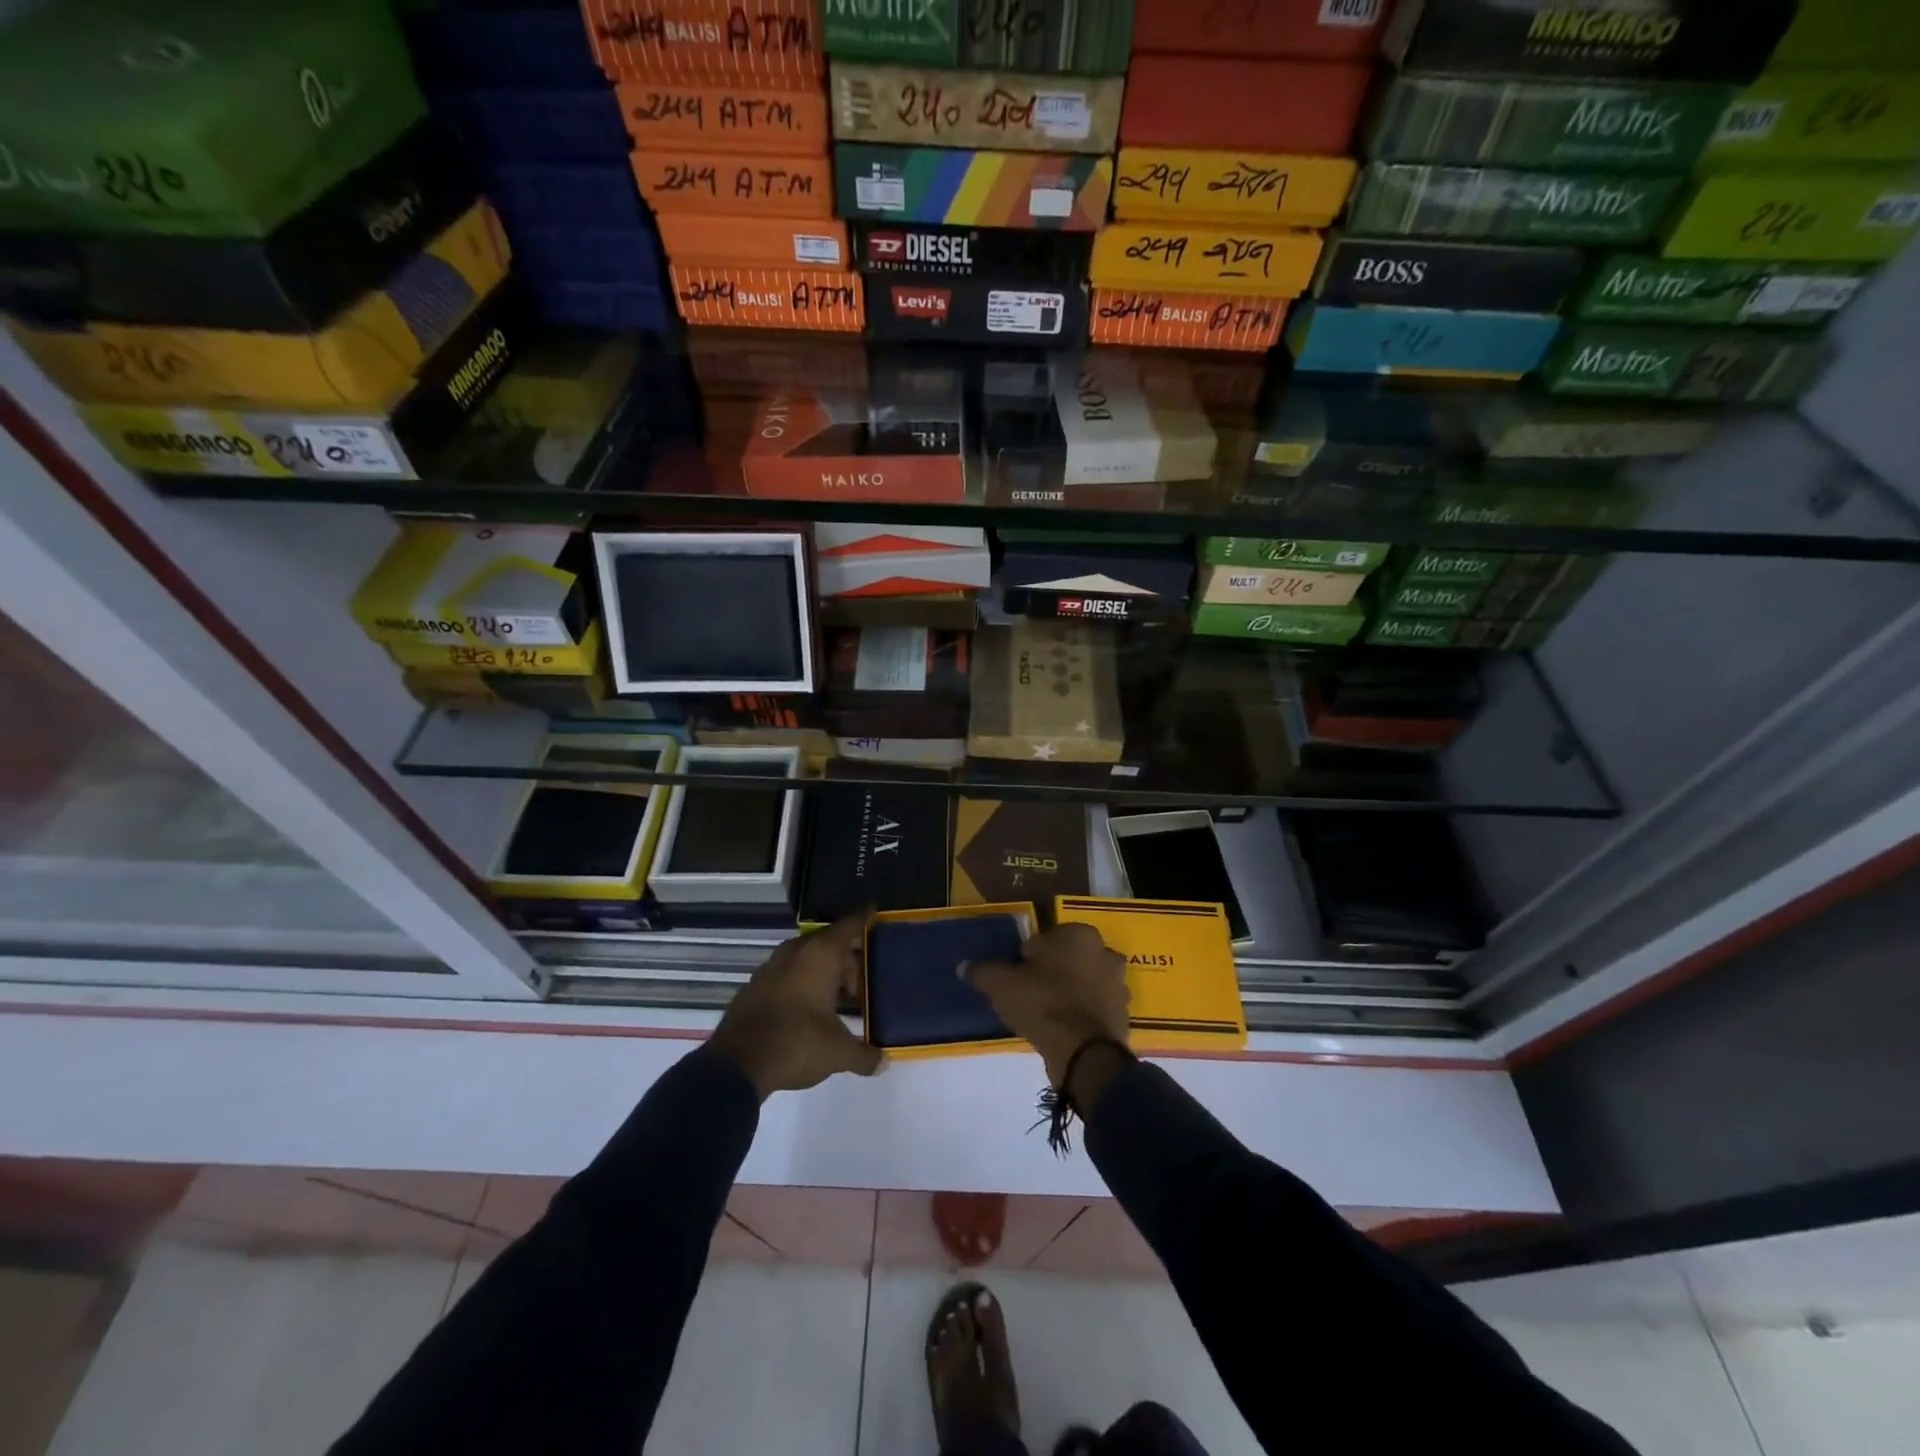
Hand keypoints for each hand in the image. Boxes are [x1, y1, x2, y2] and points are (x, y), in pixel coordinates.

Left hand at [708, 914, 884, 1099]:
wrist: (736, 1064)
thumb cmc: (796, 1043)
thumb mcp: (837, 1052)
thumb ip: (864, 1055)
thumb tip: (884, 1063)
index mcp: (820, 954)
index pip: (849, 926)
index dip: (864, 919)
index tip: (875, 912)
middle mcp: (795, 951)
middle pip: (829, 943)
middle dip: (847, 961)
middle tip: (862, 987)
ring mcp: (771, 967)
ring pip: (806, 958)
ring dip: (823, 973)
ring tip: (838, 1000)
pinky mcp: (754, 985)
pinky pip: (788, 974)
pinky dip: (803, 983)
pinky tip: (808, 1010)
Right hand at [964, 923, 1130, 1086]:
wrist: (1084, 1054)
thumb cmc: (1043, 1004)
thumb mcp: (1001, 985)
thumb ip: (983, 971)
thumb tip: (964, 966)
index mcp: (1079, 934)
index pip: (1045, 939)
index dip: (1027, 959)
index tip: (1017, 979)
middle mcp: (1105, 952)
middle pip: (1068, 959)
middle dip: (1052, 973)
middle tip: (1030, 996)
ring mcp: (1118, 985)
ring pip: (1084, 983)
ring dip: (1069, 994)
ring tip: (1046, 1016)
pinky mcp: (1123, 1015)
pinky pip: (1094, 1009)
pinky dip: (1082, 1015)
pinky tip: (1063, 1031)